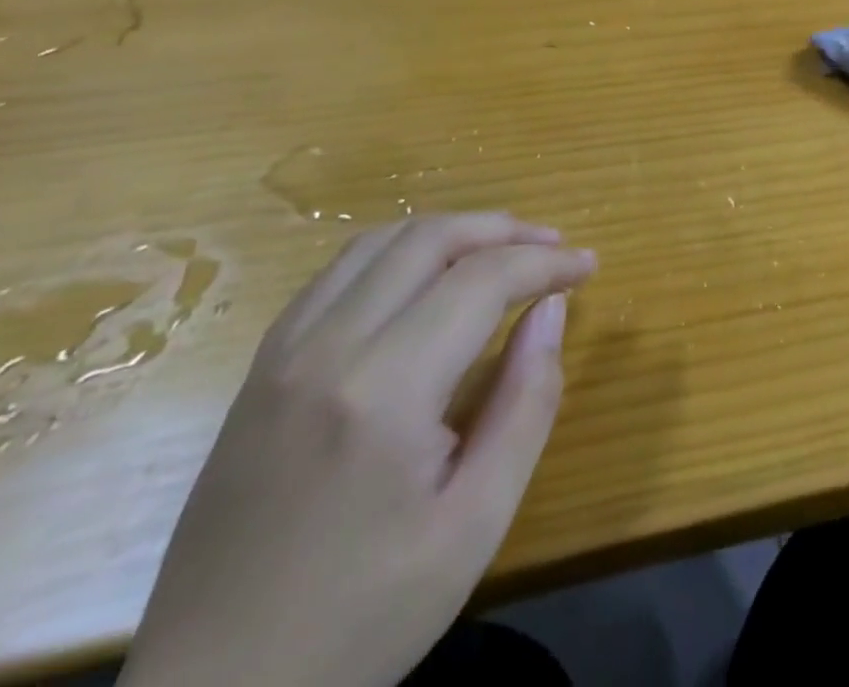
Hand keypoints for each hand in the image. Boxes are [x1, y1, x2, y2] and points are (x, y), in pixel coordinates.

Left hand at [120, 214, 596, 686]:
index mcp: (383, 390)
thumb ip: (526, 403)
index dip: (546, 263)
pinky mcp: (259, 370)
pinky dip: (398, 252)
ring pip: (380, 241)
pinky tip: (426, 280)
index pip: (482, 279)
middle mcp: (326, 349)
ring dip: (451, 231)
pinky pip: (337, 273)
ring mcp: (281, 354)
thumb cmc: (362, 618)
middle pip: (429, 238)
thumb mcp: (476, 523)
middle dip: (504, 230)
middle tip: (554, 248)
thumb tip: (551, 310)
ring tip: (500, 251)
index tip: (589, 267)